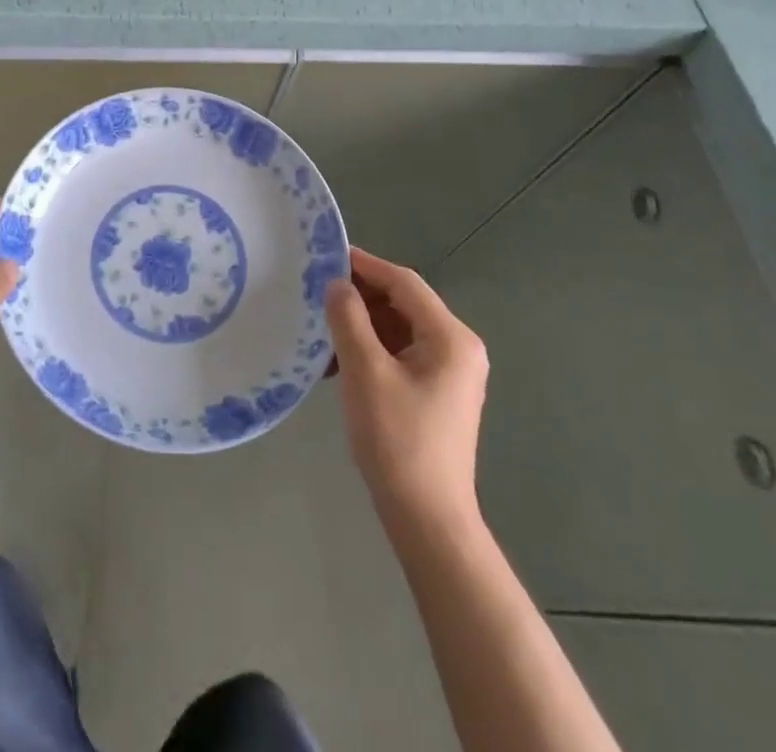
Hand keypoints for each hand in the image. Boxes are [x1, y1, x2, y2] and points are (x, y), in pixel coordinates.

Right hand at [326, 247, 489, 526]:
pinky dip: (371, 350)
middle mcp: (457, 347)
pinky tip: (339, 363)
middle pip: (403, 303)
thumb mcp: (366, 372)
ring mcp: (449, 372)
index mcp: (450, 337)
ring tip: (322, 331)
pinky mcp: (437, 392)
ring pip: (399, 329)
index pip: (404, 282)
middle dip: (360, 297)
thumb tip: (337, 284)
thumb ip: (349, 319)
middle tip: (317, 295)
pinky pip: (400, 354)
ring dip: (361, 326)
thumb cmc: (398, 439)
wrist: (427, 519)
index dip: (365, 265)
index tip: (325, 256)